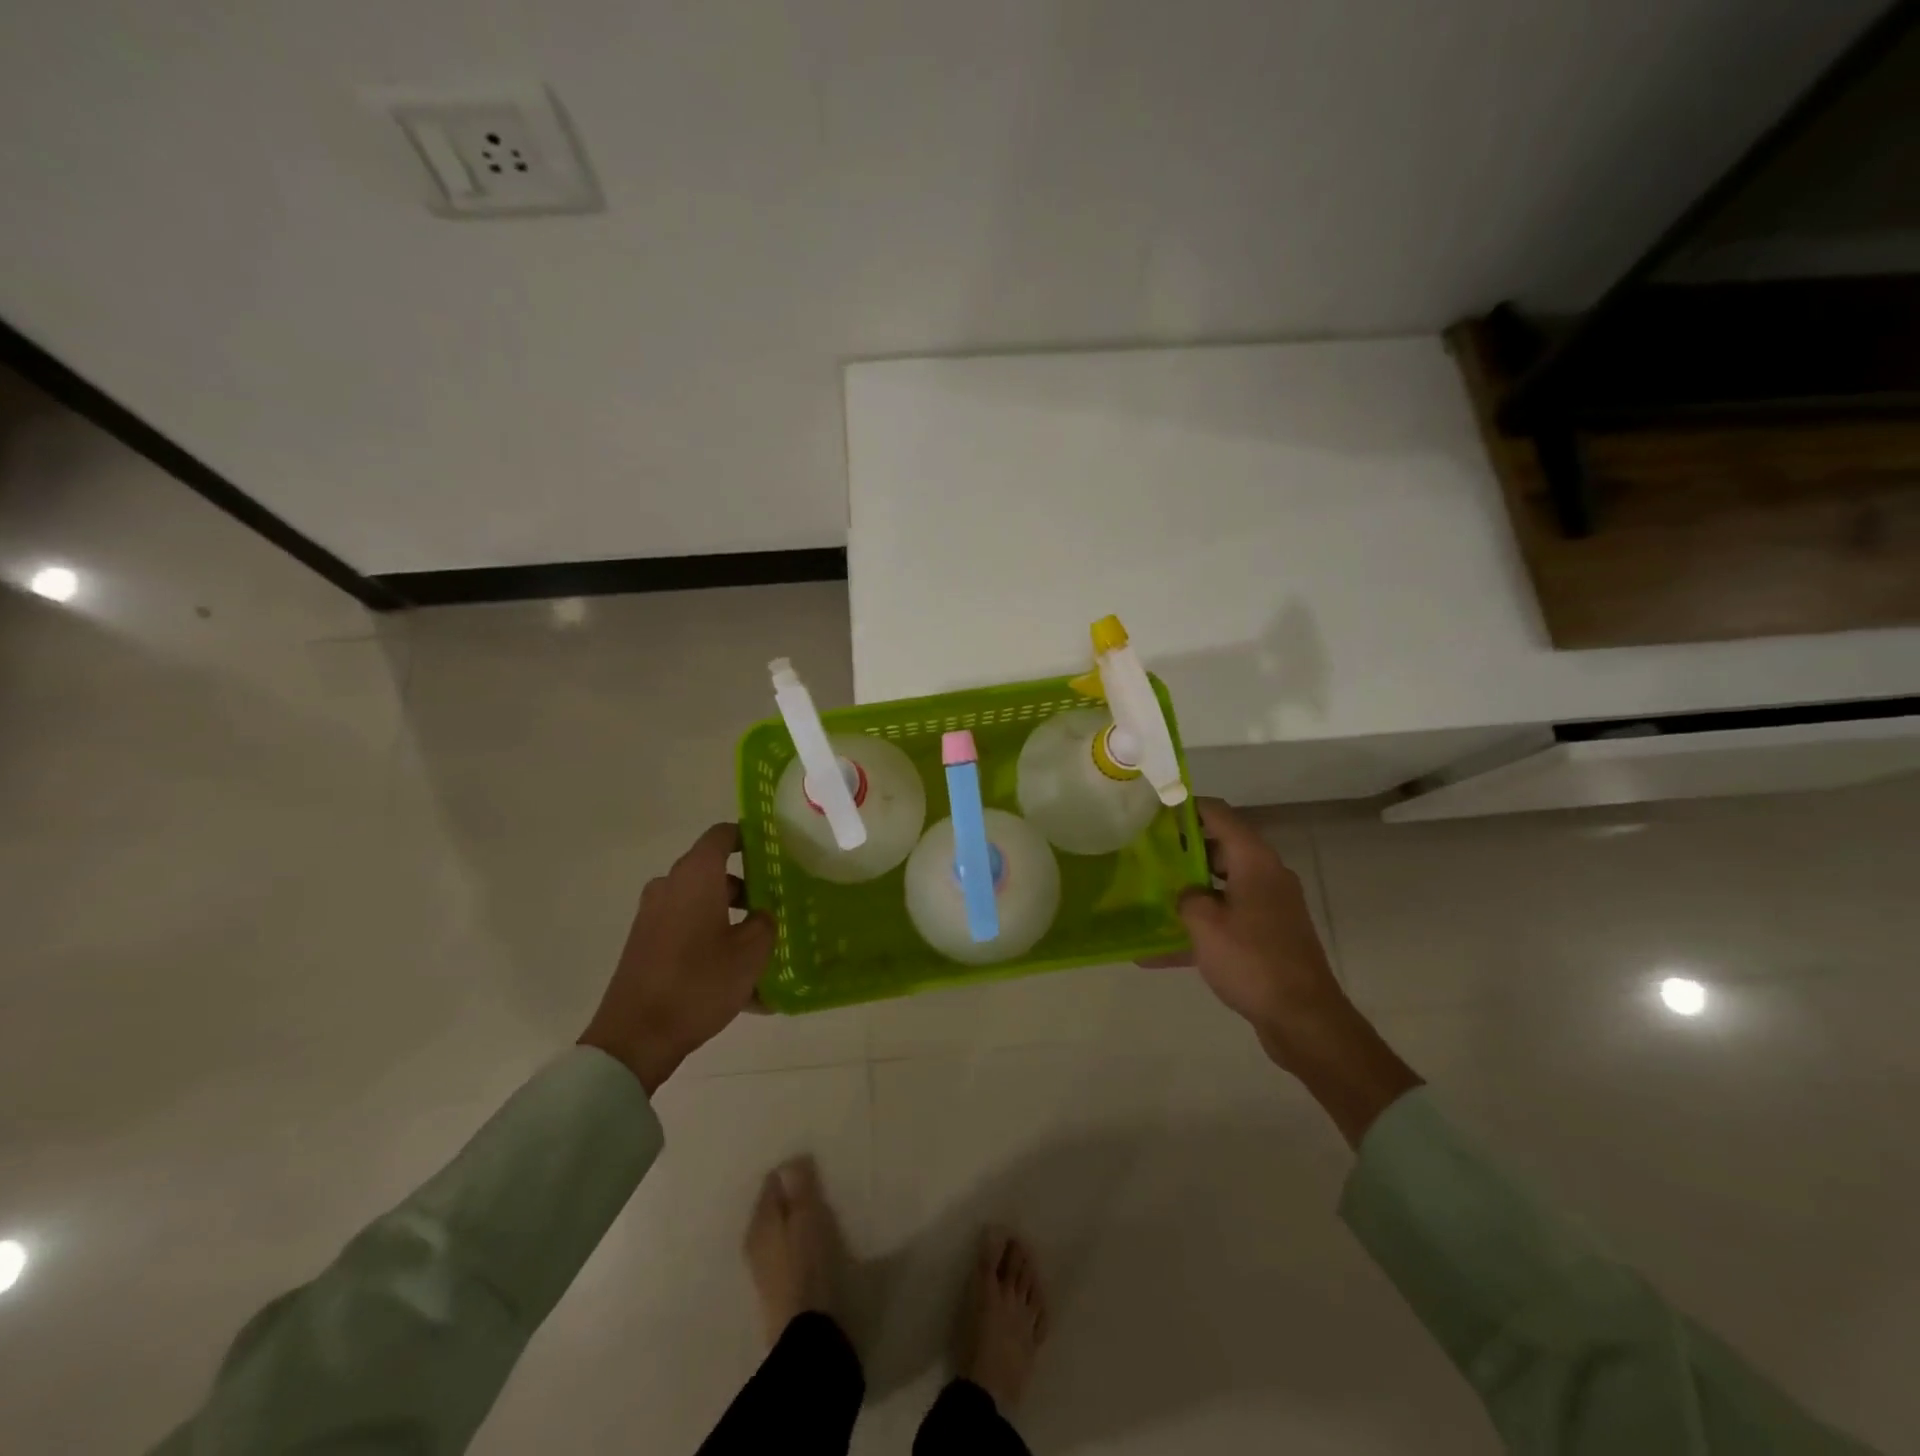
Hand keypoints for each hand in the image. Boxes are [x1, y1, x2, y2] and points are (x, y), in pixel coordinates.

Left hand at [579, 823, 774, 1093]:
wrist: (636, 1037)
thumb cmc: (699, 982)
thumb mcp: (751, 953)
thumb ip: (765, 923)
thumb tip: (762, 914)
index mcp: (696, 876)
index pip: (722, 835)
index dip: (748, 837)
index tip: (772, 851)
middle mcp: (670, 886)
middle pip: (713, 873)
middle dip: (746, 888)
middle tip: (774, 907)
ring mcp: (653, 916)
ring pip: (701, 905)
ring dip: (730, 920)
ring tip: (760, 953)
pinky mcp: (645, 945)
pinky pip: (687, 932)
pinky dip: (711, 944)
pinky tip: (738, 984)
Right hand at [1172, 799, 1345, 1065]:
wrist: (1304, 1019)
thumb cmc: (1252, 960)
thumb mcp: (1204, 923)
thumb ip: (1186, 897)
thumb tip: (1186, 895)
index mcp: (1254, 861)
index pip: (1219, 815)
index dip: (1187, 808)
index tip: (1154, 812)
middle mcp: (1265, 876)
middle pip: (1220, 849)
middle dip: (1182, 852)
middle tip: (1144, 856)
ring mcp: (1269, 908)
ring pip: (1221, 887)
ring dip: (1188, 892)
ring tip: (1147, 896)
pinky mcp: (1268, 938)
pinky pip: (1226, 922)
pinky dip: (1198, 931)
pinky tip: (1156, 953)